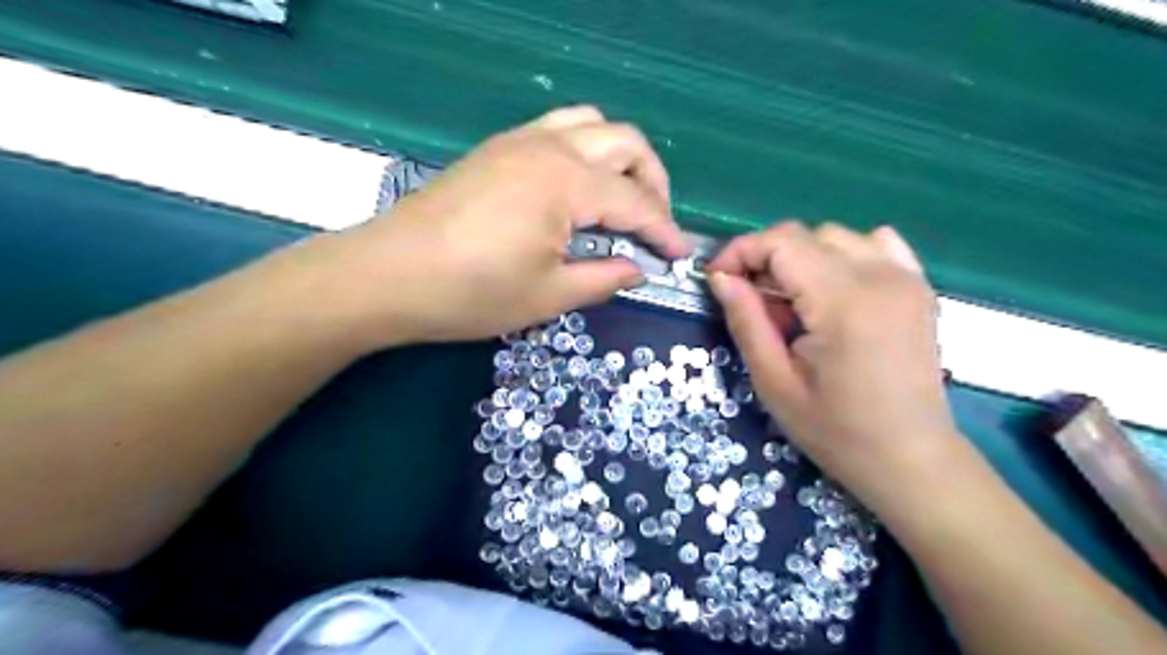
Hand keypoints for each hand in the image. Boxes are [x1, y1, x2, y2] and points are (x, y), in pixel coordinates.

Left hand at [310, 108, 686, 347]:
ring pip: (592, 124)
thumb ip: (603, 279)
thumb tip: (638, 270)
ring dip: (620, 157)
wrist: (387, 275)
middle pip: (625, 144)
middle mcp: (549, 147)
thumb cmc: (470, 292)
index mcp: (567, 183)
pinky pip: (558, 128)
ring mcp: (519, 141)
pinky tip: (577, 188)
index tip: (680, 256)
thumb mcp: (548, 296)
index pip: (636, 202)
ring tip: (621, 198)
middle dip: (653, 182)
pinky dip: (585, 149)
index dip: (664, 230)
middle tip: (654, 224)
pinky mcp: (497, 148)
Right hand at [706, 222, 961, 514]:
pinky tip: (834, 288)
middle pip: (806, 235)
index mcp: (843, 301)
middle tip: (750, 300)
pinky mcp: (918, 288)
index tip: (717, 279)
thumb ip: (746, 321)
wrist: (911, 458)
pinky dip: (844, 255)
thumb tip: (721, 278)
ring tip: (792, 300)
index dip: (740, 252)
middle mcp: (880, 276)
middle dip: (766, 257)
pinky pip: (877, 245)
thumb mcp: (774, 383)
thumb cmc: (836, 430)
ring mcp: (906, 278)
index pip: (781, 242)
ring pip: (837, 236)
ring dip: (802, 257)